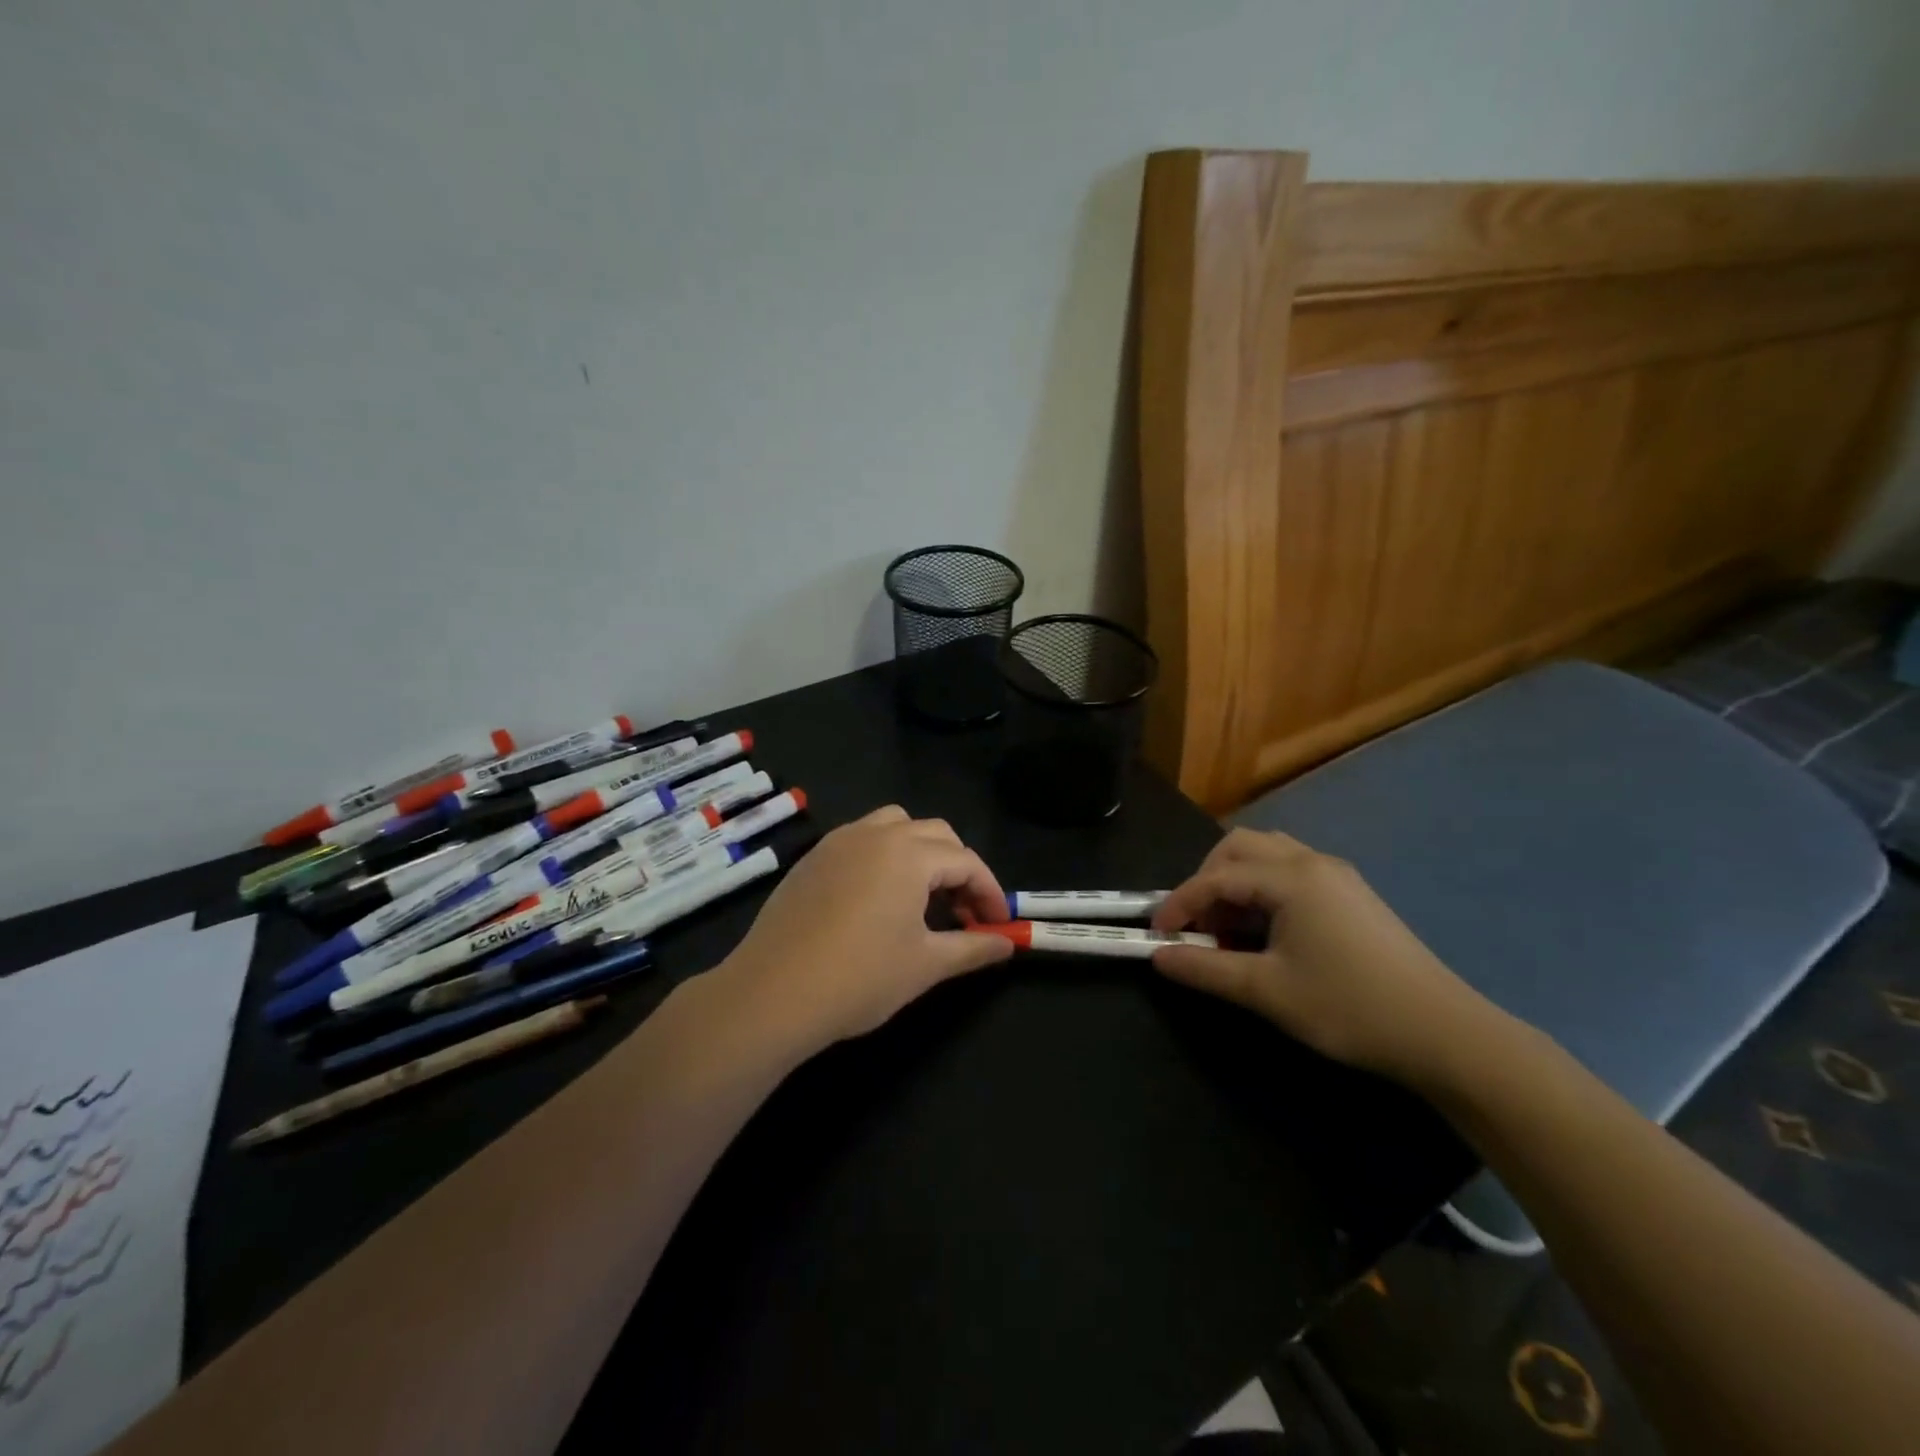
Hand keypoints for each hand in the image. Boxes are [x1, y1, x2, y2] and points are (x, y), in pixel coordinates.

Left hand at [714, 805, 1014, 1055]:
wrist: (771, 994)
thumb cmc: (859, 978)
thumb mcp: (926, 965)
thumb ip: (973, 948)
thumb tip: (1007, 944)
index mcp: (909, 854)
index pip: (967, 861)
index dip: (990, 892)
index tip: (998, 925)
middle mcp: (875, 834)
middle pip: (935, 834)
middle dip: (959, 868)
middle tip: (963, 913)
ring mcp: (838, 842)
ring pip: (895, 826)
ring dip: (920, 852)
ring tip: (922, 897)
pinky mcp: (812, 858)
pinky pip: (861, 840)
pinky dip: (884, 856)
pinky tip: (877, 899)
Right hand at [1150, 828, 1492, 1086]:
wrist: (1443, 1032)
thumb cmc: (1349, 1007)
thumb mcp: (1267, 991)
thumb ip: (1206, 969)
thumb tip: (1158, 956)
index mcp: (1290, 878)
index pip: (1215, 877)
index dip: (1179, 904)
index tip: (1157, 935)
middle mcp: (1312, 862)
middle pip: (1239, 847)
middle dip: (1206, 880)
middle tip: (1198, 925)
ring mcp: (1337, 875)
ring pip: (1267, 854)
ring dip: (1236, 880)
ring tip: (1230, 926)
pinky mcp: (1352, 894)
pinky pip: (1291, 871)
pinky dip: (1264, 888)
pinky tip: (1267, 930)